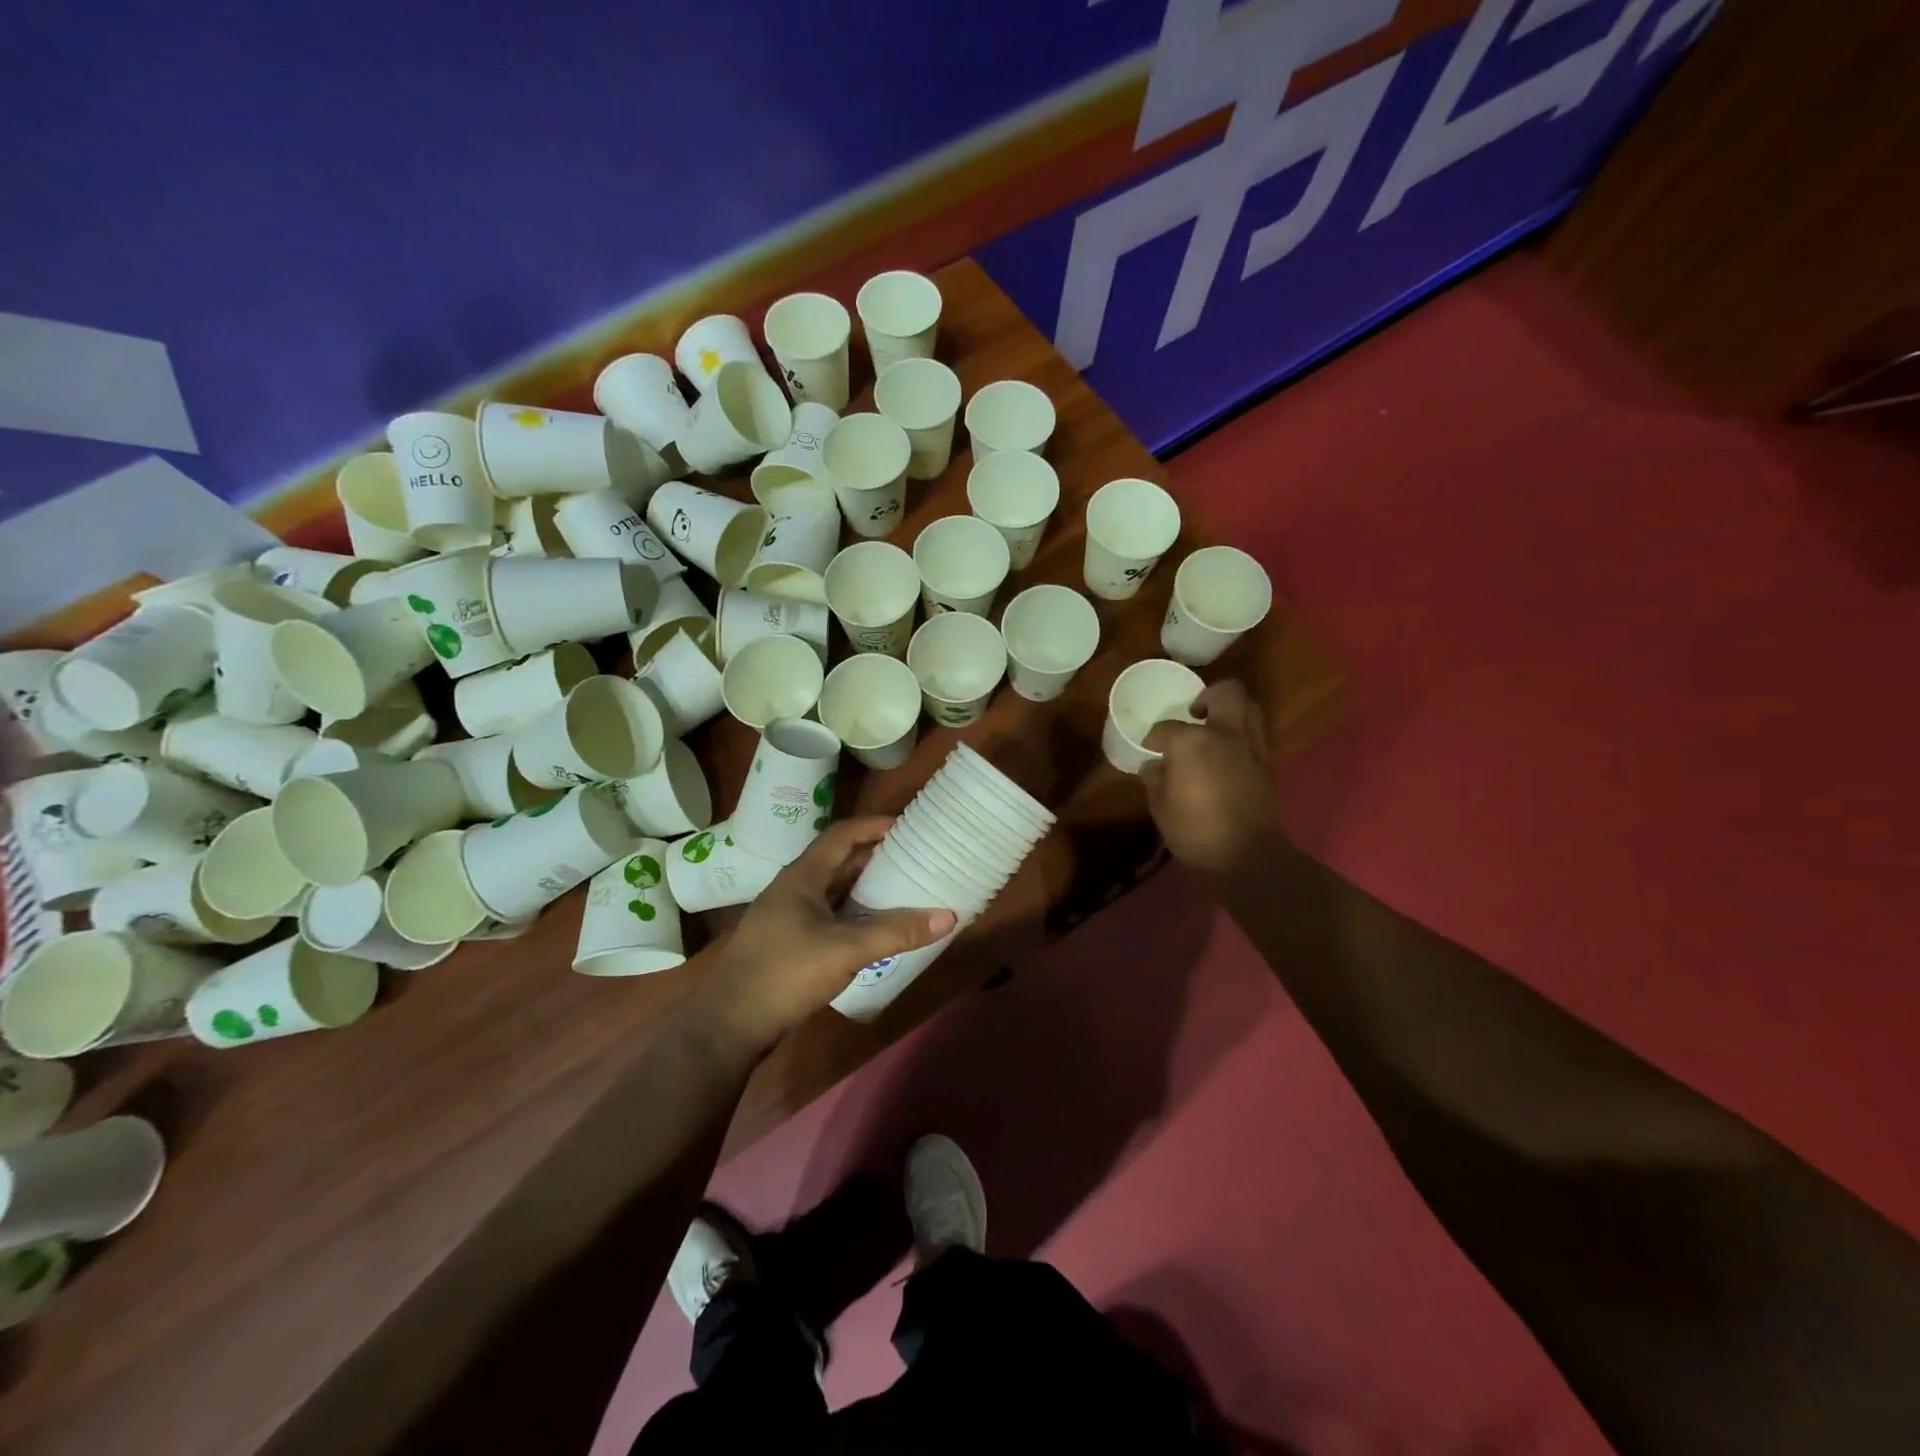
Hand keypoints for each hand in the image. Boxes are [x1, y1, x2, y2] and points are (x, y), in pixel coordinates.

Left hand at [691, 817, 956, 1056]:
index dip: (874, 826)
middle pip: (839, 861)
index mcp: (803, 876)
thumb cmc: (785, 972)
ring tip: (903, 890)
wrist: (729, 1025)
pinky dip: (855, 915)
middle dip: (875, 857)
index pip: (842, 835)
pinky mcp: (789, 944)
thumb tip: (949, 915)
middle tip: (914, 858)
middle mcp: (794, 889)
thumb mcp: (846, 949)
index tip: (908, 825)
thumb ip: (896, 932)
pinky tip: (875, 930)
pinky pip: (830, 917)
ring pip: (834, 891)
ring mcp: (789, 917)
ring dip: (865, 888)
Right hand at [1141, 680, 1279, 875]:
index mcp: (1191, 742)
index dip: (1154, 737)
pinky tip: (1229, 749)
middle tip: (1195, 712)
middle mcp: (1224, 734)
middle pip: (1225, 693)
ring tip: (1216, 726)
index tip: (1150, 748)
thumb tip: (1153, 766)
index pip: (1166, 728)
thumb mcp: (1161, 808)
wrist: (1247, 855)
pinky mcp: (1267, 762)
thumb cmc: (1196, 831)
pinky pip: (1257, 731)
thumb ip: (1155, 780)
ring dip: (1232, 709)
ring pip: (1249, 706)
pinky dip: (1244, 731)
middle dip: (1208, 696)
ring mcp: (1251, 746)